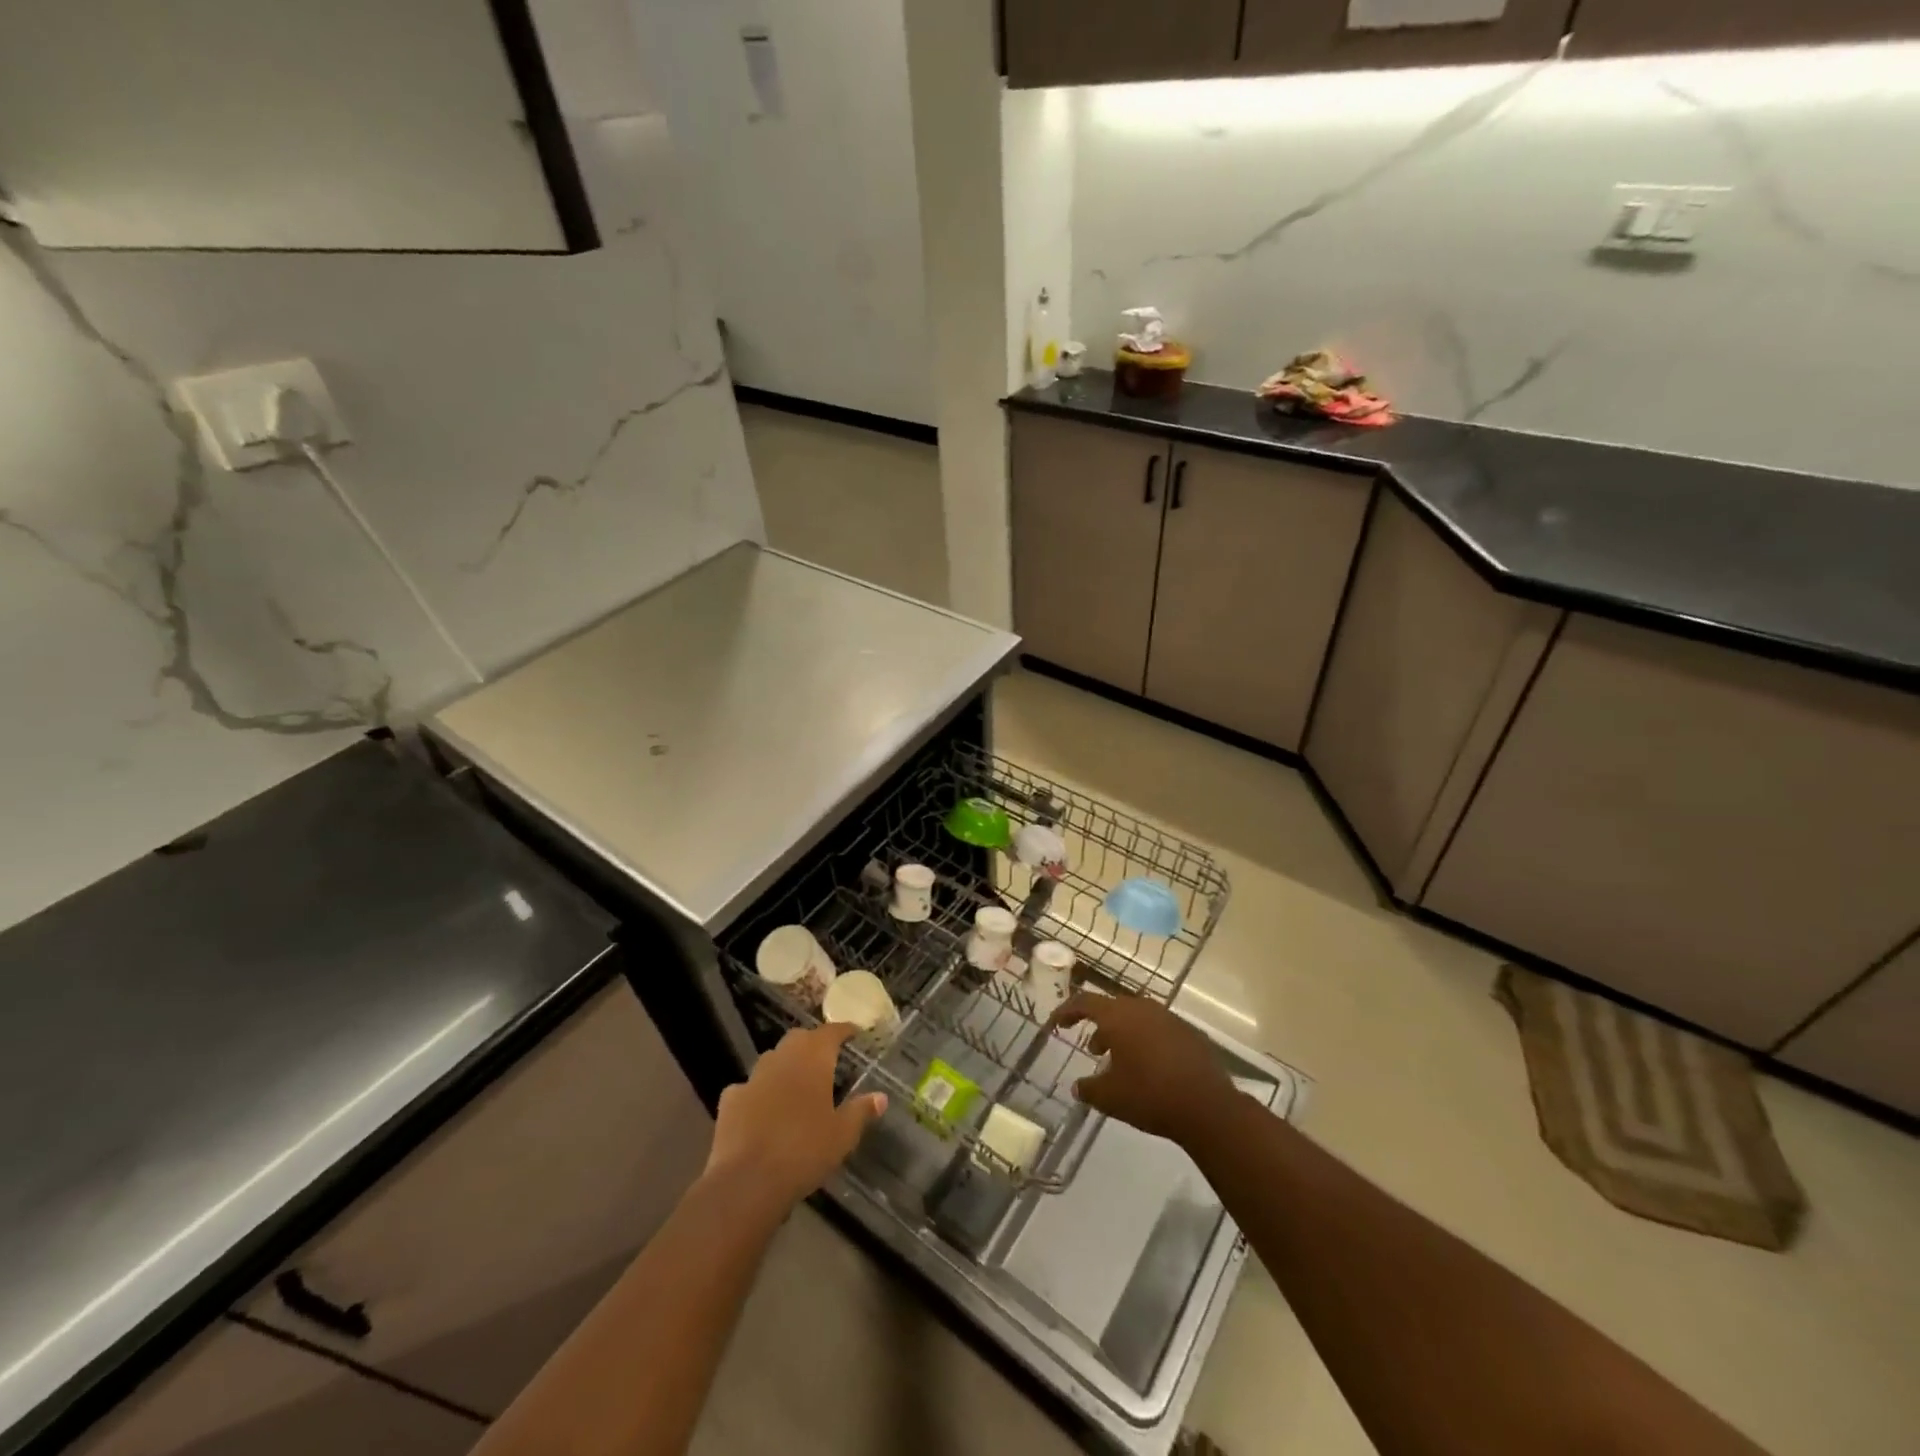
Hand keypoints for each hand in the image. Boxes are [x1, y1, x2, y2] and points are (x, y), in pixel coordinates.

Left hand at [704, 1023, 886, 1213]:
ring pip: (773, 1059)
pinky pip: (748, 1087)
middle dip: (813, 1043)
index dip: (844, 1030)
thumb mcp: (843, 1134)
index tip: (854, 1032)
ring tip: (797, 1082)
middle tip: (826, 1057)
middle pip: (799, 1039)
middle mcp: (782, 1058)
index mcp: (813, 1058)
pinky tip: (762, 1108)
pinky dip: (758, 1092)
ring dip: (785, 1065)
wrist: (748, 1180)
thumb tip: (880, 1097)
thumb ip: (861, 1111)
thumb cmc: (805, 1150)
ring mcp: (753, 1077)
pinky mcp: (730, 1100)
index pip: (831, 1032)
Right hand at [1051, 992, 1237, 1145]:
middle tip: (1091, 1048)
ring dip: (1123, 1034)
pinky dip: (1146, 1041)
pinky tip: (1149, 1067)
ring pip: (1137, 1018)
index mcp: (1118, 1017)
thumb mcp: (1110, 1098)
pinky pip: (1158, 1029)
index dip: (1067, 1011)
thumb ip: (1088, 1089)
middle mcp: (1143, 1009)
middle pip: (1112, 1008)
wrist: (1208, 1107)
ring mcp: (1169, 1018)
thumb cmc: (1150, 1096)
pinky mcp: (1189, 1033)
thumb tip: (1078, 1086)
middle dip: (1098, 1025)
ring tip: (1119, 1060)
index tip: (1056, 1024)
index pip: (1084, 1002)